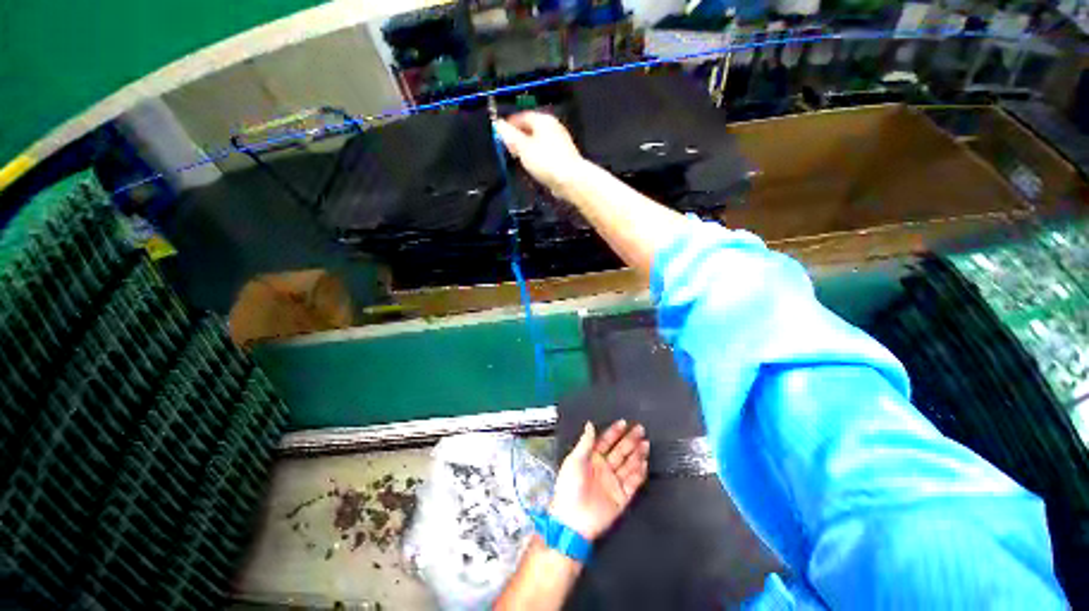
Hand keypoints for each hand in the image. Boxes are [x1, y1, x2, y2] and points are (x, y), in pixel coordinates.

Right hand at [494, 112, 588, 198]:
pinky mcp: (564, 157)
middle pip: (532, 129)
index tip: (500, 134)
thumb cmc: (546, 161)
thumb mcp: (523, 148)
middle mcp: (554, 127)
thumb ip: (510, 136)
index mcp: (543, 120)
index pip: (522, 116)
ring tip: (519, 159)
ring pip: (539, 142)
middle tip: (508, 148)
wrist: (571, 180)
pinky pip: (546, 153)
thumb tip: (498, 124)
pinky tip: (534, 167)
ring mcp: (561, 142)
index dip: (510, 124)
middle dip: (519, 137)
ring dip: (528, 148)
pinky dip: (538, 157)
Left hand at [548, 420, 649, 540]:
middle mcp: (604, 468)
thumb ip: (585, 443)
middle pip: (620, 451)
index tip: (624, 423)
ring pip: (629, 465)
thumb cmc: (569, 487)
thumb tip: (590, 424)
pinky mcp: (621, 498)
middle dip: (630, 440)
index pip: (606, 441)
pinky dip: (639, 473)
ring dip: (637, 454)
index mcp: (591, 458)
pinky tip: (644, 463)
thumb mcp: (574, 461)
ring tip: (646, 443)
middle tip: (640, 429)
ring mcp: (613, 482)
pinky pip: (633, 483)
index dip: (614, 432)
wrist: (572, 520)